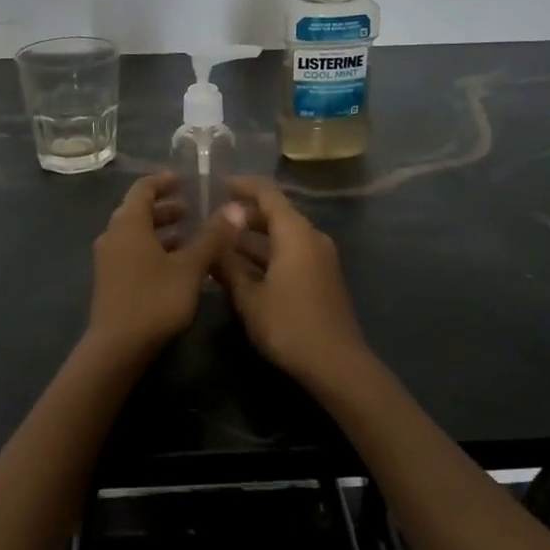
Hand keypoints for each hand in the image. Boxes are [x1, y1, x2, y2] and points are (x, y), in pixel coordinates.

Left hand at [85, 172, 245, 361]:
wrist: (117, 348)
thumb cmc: (155, 300)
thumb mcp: (190, 267)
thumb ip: (212, 237)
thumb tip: (235, 208)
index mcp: (129, 223)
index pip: (143, 188)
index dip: (163, 181)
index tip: (184, 180)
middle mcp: (113, 235)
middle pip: (137, 210)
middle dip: (165, 207)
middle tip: (192, 208)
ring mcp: (108, 259)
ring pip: (135, 233)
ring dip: (160, 230)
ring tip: (189, 235)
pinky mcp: (110, 280)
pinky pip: (132, 251)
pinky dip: (152, 248)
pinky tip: (175, 264)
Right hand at [215, 177, 371, 384]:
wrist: (336, 364)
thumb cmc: (289, 325)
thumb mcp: (249, 297)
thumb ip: (228, 264)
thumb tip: (213, 238)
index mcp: (295, 233)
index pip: (267, 194)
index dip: (242, 186)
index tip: (219, 185)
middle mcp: (311, 237)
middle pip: (277, 213)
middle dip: (245, 214)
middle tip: (214, 220)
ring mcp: (320, 257)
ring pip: (283, 235)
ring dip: (255, 237)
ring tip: (222, 244)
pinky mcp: (322, 277)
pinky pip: (292, 252)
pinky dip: (268, 253)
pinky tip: (244, 268)